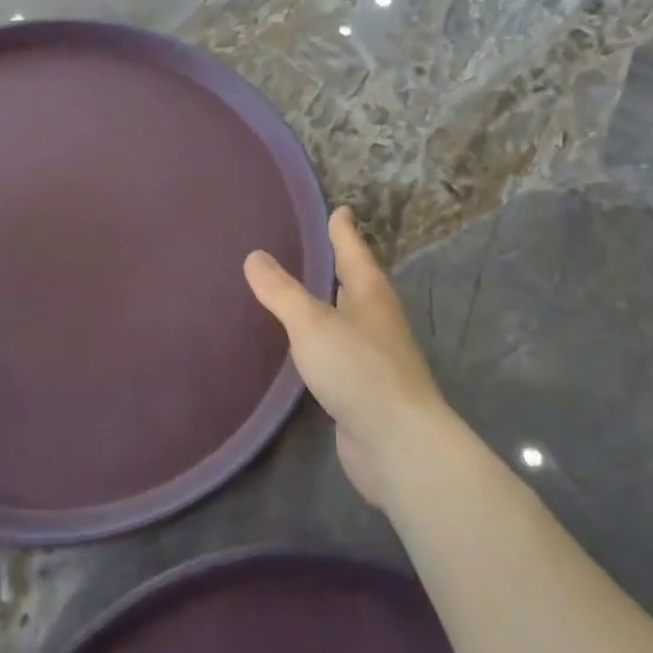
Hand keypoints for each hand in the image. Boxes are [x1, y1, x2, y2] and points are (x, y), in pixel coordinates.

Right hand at [245, 207, 457, 508]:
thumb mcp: (313, 324)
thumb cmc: (358, 370)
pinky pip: (339, 352)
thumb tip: (255, 256)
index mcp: (370, 295)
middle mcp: (377, 320)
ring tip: (302, 292)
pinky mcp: (364, 388)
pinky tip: (304, 347)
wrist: (398, 443)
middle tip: (314, 246)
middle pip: (356, 283)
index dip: (344, 231)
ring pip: (348, 318)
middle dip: (338, 265)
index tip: (339, 209)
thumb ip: (282, 292)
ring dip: (329, 304)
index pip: (354, 252)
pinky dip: (322, 341)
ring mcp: (374, 356)